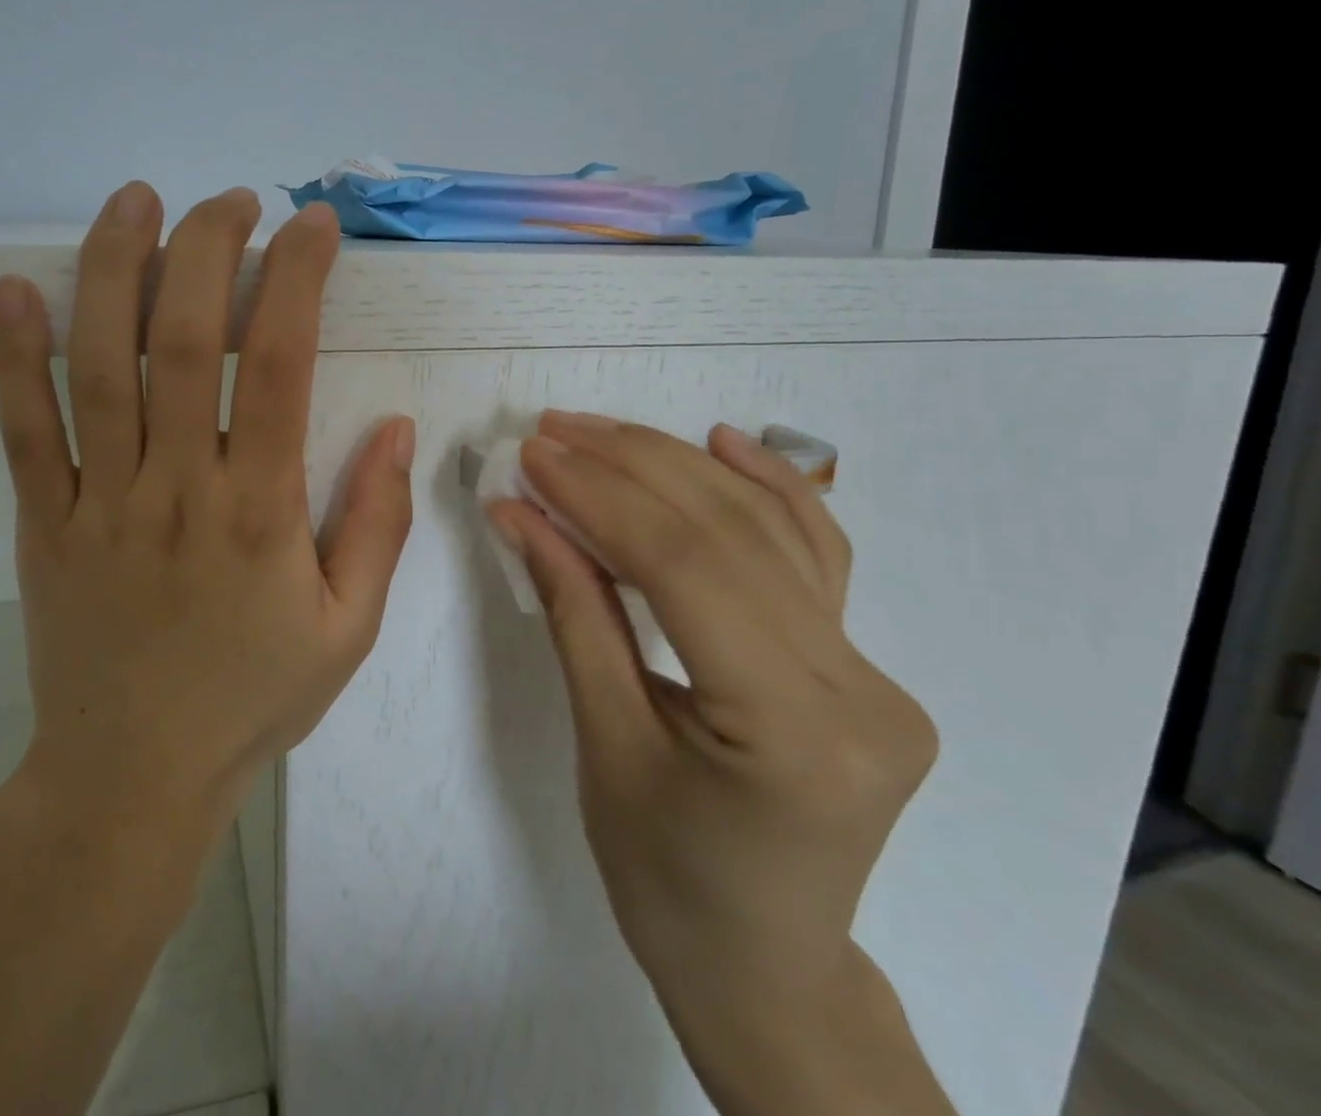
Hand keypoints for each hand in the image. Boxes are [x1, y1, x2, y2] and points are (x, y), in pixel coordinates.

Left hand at [0, 182, 415, 818]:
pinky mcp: (43, 523)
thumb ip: (378, 523)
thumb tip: (397, 426)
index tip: (312, 227)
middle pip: (184, 341)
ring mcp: (100, 502)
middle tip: (229, 201)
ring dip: (114, 270)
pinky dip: (10, 357)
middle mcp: (178, 489)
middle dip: (208, 250)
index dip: (297, 280)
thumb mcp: (350, 627)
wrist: (133, 778)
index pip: (282, 366)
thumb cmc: (253, 698)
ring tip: (135, 200)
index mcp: (261, 512)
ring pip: (98, 366)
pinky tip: (12, 289)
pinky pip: (22, 431)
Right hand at [486, 414, 947, 1113]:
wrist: (764, 964)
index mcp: (793, 732)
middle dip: (629, 467)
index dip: (600, 498)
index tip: (534, 455)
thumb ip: (573, 611)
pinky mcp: (863, 662)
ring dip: (677, 465)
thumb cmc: (664, 878)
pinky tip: (723, 440)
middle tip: (552, 431)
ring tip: (602, 430)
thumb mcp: (604, 741)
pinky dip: (768, 486)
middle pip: (729, 534)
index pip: (685, 569)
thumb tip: (521, 514)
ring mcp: (872, 671)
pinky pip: (815, 554)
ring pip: (770, 529)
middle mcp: (857, 689)